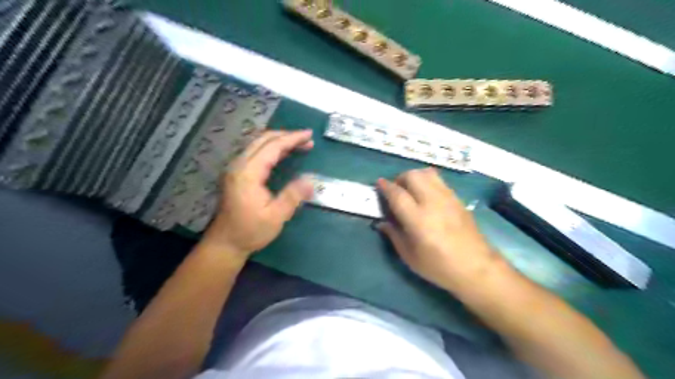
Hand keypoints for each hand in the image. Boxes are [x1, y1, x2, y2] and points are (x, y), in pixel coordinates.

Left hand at [203, 129, 315, 261]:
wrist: (225, 243)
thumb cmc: (250, 231)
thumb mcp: (276, 217)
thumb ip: (293, 196)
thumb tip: (310, 181)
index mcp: (247, 173)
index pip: (272, 147)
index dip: (292, 139)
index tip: (309, 135)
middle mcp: (239, 165)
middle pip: (263, 140)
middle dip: (286, 136)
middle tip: (307, 139)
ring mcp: (235, 168)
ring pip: (258, 144)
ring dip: (279, 141)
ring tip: (299, 144)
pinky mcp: (236, 173)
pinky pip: (255, 152)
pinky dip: (271, 148)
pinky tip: (282, 154)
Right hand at [377, 167, 502, 289]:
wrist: (476, 267)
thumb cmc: (439, 266)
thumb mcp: (410, 257)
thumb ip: (394, 235)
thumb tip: (382, 222)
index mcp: (418, 220)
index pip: (397, 194)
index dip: (386, 186)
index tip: (379, 183)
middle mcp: (432, 203)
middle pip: (413, 176)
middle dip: (400, 178)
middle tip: (396, 190)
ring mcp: (447, 198)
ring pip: (427, 173)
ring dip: (415, 176)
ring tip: (411, 189)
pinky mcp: (457, 199)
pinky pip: (439, 180)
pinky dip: (428, 180)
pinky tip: (426, 194)